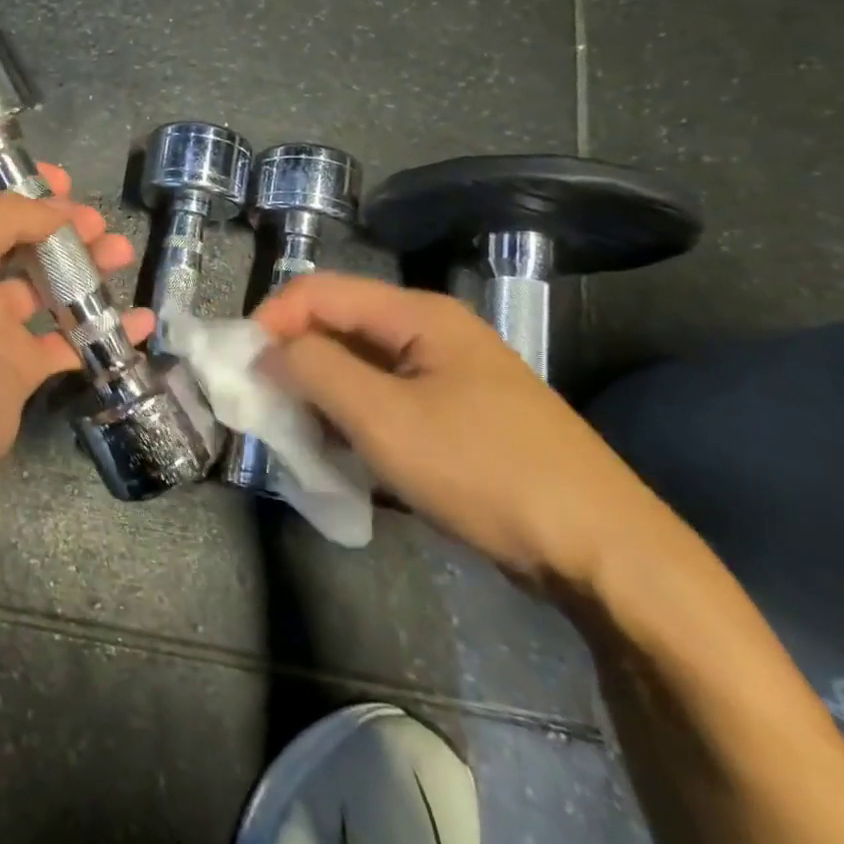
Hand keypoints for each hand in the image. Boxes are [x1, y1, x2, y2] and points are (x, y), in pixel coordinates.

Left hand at [0, 164, 150, 514]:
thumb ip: (0, 220)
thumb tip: (53, 208)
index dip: (14, 180)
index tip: (60, 180)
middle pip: (18, 237)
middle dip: (59, 223)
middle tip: (96, 223)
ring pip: (47, 285)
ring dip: (85, 267)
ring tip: (121, 253)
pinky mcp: (18, 371)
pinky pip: (69, 342)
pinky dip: (105, 330)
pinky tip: (141, 321)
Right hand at [253, 273, 670, 591]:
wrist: (603, 552)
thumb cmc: (485, 471)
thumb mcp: (383, 419)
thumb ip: (315, 370)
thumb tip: (266, 349)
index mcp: (417, 316)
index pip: (318, 292)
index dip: (271, 320)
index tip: (240, 367)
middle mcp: (431, 333)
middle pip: (337, 326)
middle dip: (292, 360)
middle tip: (262, 406)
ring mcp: (447, 375)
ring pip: (358, 367)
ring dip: (320, 395)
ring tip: (297, 436)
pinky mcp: (456, 415)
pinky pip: (384, 400)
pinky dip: (352, 420)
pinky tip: (343, 456)